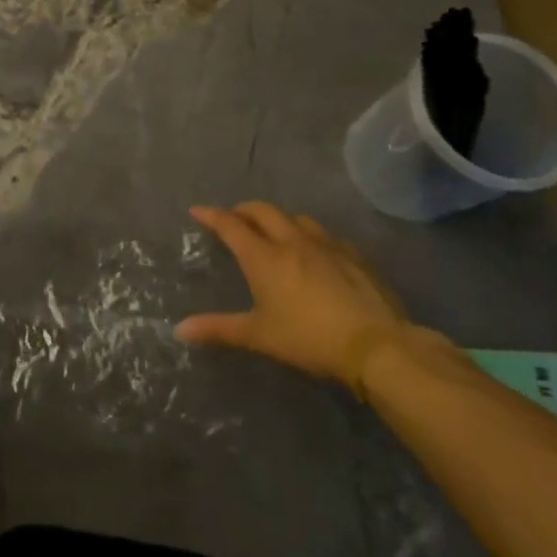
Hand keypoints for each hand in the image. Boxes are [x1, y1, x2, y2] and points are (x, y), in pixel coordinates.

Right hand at [174, 203, 408, 386]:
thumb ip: (219, 329)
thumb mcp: (259, 336)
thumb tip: (180, 330)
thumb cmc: (309, 338)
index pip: (230, 225)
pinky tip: (318, 255)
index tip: (198, 210)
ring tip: (275, 233)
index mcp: (264, 257)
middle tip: (235, 219)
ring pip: (297, 219)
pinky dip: (312, 238)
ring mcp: (327, 246)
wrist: (376, 346)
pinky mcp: (355, 256)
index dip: (211, 215)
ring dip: (280, 220)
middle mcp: (292, 241)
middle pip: (262, 211)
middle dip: (244, 211)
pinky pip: (327, 237)